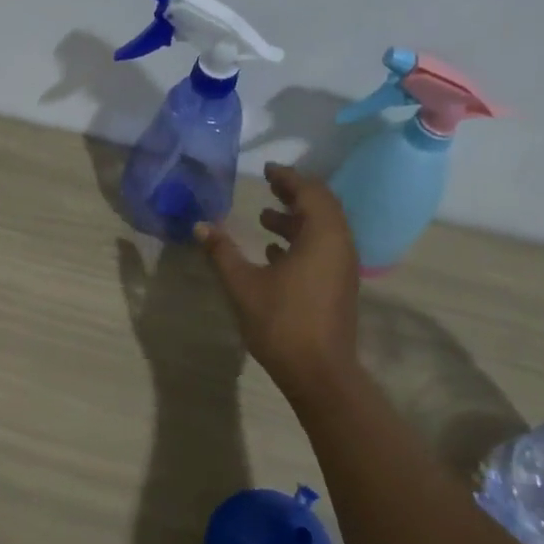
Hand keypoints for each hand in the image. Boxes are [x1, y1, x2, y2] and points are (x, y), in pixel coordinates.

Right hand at [194, 164, 360, 396]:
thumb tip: (200, 226)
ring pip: (322, 230)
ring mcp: (343, 268)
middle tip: (268, 186)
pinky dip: (301, 242)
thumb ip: (222, 252)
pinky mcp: (338, 286)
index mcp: (322, 236)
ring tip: (264, 219)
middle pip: (321, 207)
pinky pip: (323, 250)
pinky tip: (274, 253)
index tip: (267, 170)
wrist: (319, 373)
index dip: (288, 177)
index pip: (310, 192)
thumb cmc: (282, 322)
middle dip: (294, 194)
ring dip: (296, 220)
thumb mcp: (243, 284)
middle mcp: (340, 245)